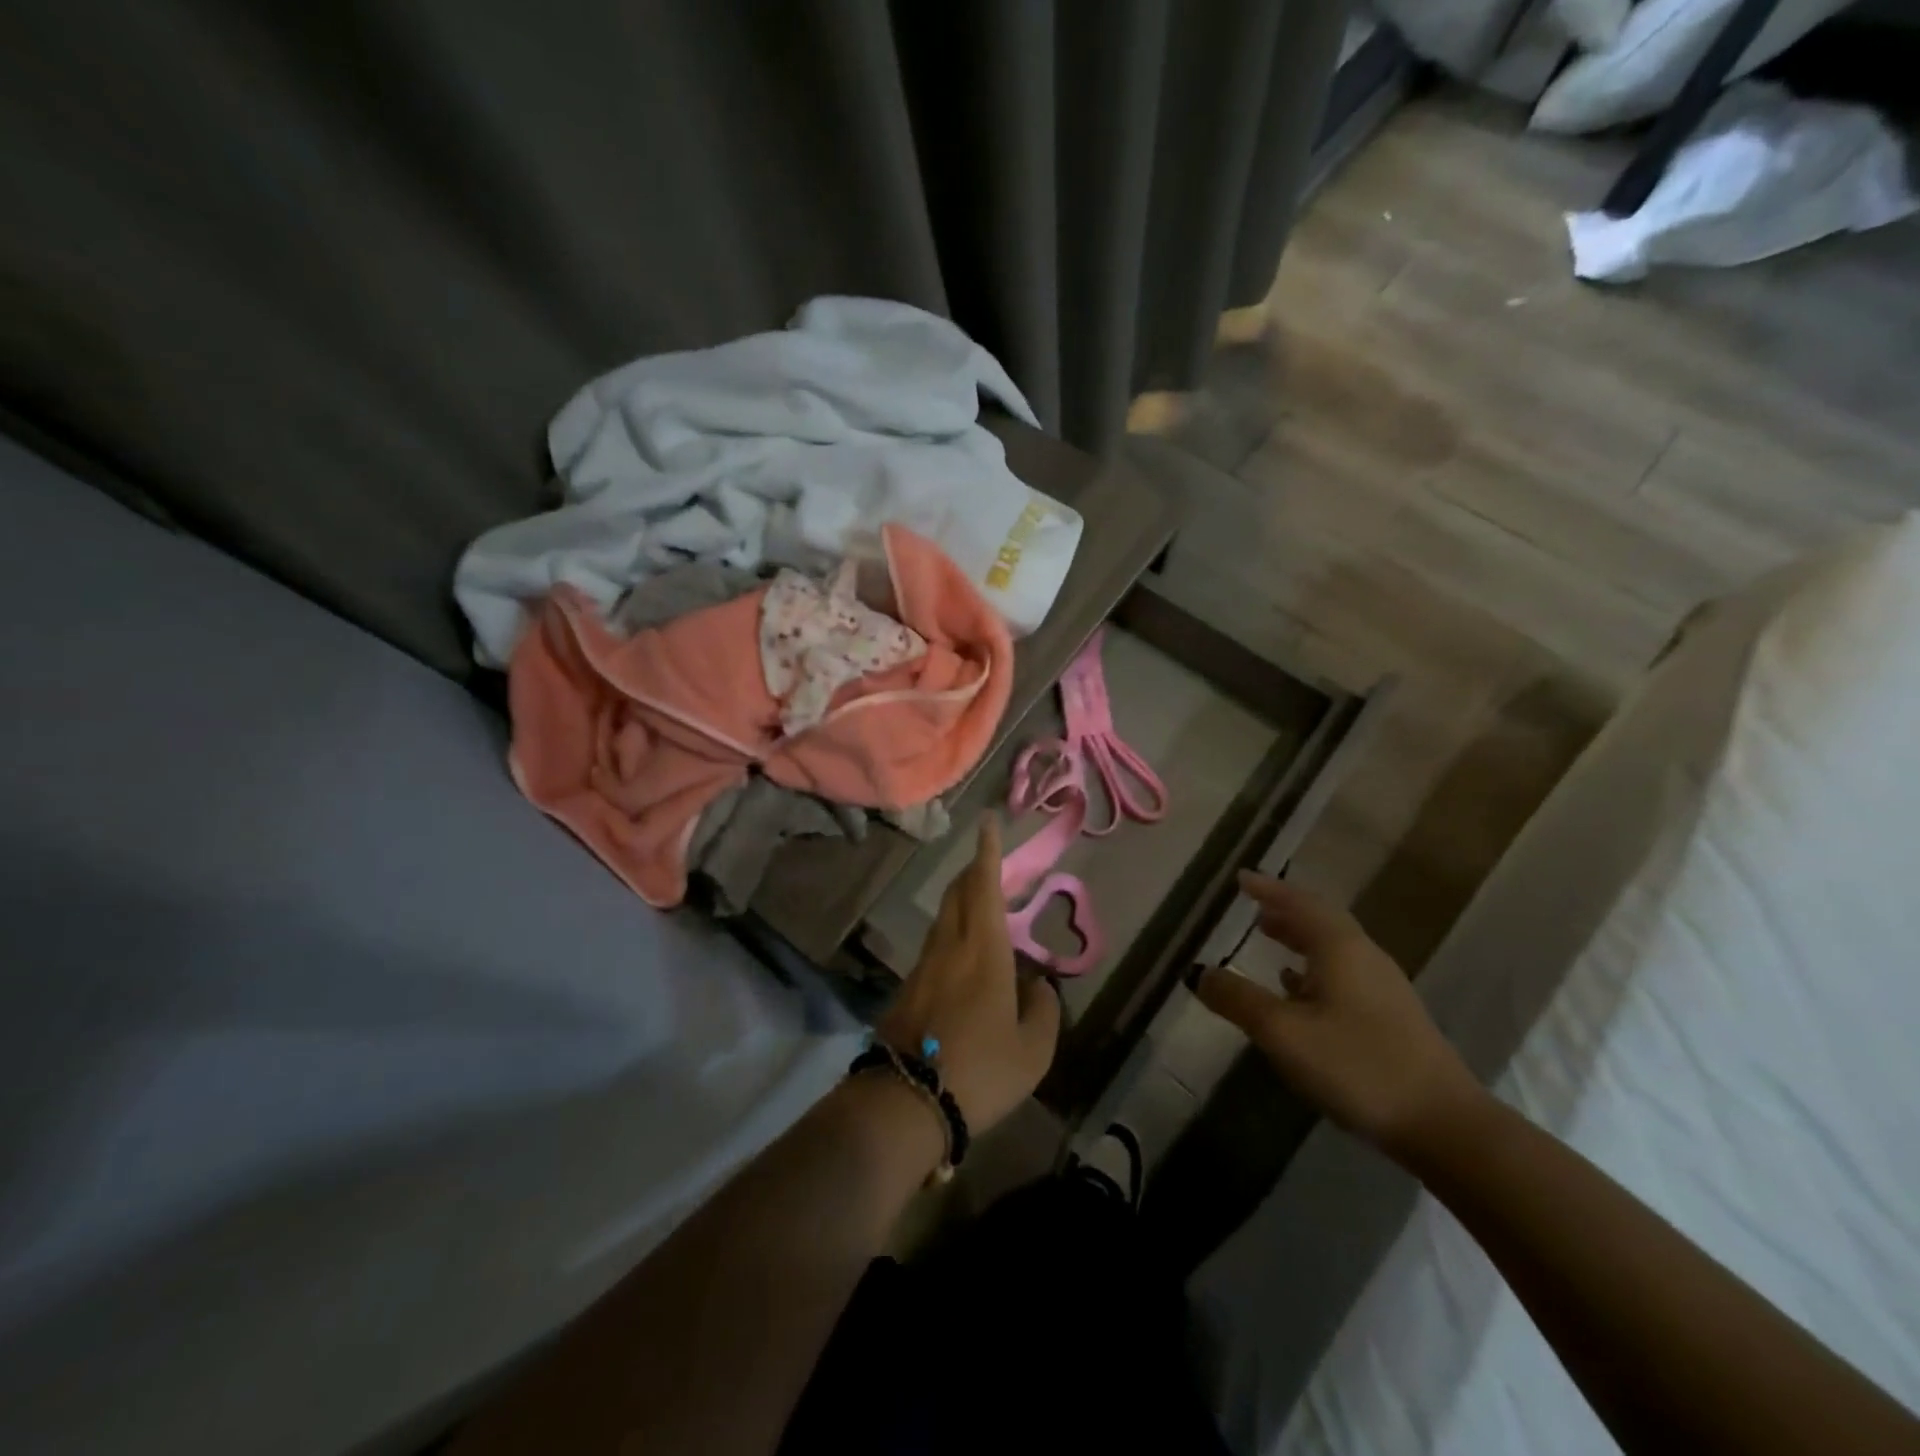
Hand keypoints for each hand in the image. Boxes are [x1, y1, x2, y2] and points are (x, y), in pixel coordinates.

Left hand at [878, 816, 1059, 1136]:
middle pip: (958, 893)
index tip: (985, 822)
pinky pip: (935, 945)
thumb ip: (1043, 1011)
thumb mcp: (1032, 1050)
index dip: (986, 852)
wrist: (905, 1102)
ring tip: (983, 906)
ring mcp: (922, 966)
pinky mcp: (907, 988)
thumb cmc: (979, 1070)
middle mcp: (949, 946)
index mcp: (983, 949)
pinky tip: (966, 957)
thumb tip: (1040, 986)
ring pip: (944, 918)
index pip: (983, 885)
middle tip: (991, 862)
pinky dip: (953, 933)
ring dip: (962, 901)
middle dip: (974, 871)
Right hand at [1190, 872, 1481, 1154]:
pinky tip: (1298, 991)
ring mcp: (1382, 988)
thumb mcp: (1284, 1033)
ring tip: (1269, 938)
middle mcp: (1364, 958)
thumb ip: (1238, 1000)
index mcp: (1340, 949)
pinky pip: (1343, 974)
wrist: (1444, 1126)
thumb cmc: (1358, 1067)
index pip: (1300, 903)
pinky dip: (1314, 968)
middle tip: (1253, 906)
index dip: (1268, 889)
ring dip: (1299, 937)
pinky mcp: (1390, 1018)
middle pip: (1321, 920)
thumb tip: (1197, 972)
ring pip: (1333, 948)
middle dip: (1285, 910)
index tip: (1241, 878)